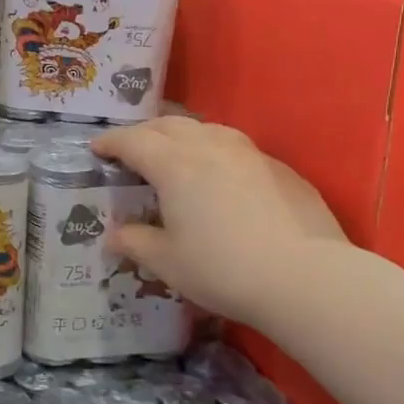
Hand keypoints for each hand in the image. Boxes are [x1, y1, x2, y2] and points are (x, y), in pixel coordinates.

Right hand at [90, 116, 350, 326]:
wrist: (307, 279)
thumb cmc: (223, 269)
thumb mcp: (167, 262)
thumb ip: (136, 243)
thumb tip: (115, 236)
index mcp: (174, 164)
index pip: (133, 140)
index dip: (110, 142)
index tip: (96, 149)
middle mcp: (210, 147)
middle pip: (169, 124)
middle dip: (144, 132)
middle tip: (131, 149)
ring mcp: (250, 154)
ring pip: (207, 129)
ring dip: (183, 135)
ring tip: (176, 154)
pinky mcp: (282, 170)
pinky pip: (238, 149)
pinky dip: (217, 153)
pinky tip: (223, 178)